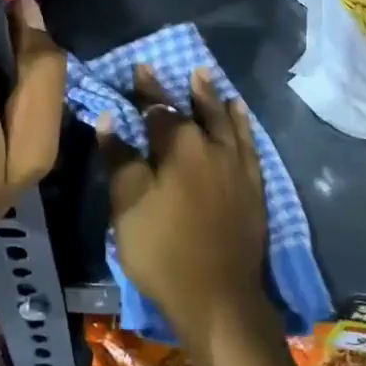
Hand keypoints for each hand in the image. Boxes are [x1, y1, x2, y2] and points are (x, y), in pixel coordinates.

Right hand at [100, 65, 268, 344]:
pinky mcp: (255, 189)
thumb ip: (120, 158)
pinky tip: (241, 120)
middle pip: (199, 110)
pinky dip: (244, 128)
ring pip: (229, 123)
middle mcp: (214, 148)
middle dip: (189, 90)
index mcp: (180, 146)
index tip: (142, 67)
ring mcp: (239, 168)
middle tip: (188, 69)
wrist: (218, 298)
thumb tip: (110, 119)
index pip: (160, 109)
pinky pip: (250, 146)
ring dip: (218, 102)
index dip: (149, 89)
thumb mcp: (128, 205)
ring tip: (212, 82)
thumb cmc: (162, 250)